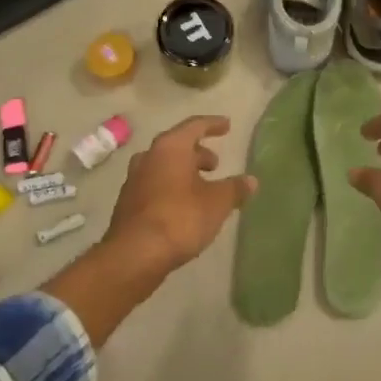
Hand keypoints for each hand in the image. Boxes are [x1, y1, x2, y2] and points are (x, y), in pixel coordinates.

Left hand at [106, 116, 255, 272]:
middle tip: (215, 164)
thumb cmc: (180, 218)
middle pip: (176, 146)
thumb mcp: (217, 203)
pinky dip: (171, 187)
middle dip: (198, 153)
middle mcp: (149, 157)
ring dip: (184, 171)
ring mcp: (134, 180)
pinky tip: (184, 206)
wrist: (134, 255)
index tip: (227, 125)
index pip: (194, 126)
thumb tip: (251, 180)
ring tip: (202, 186)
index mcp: (170, 148)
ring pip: (164, 166)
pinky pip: (155, 185)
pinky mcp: (128, 203)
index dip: (213, 125)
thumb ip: (235, 189)